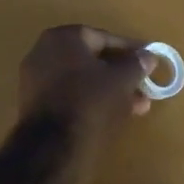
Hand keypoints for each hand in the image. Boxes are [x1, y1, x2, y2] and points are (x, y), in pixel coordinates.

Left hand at [16, 24, 155, 183]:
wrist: (52, 145)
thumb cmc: (90, 101)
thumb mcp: (122, 80)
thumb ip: (136, 64)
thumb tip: (148, 56)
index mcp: (63, 38)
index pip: (103, 37)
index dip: (129, 50)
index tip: (148, 61)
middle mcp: (44, 52)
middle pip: (92, 60)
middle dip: (121, 75)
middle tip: (144, 88)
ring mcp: (36, 79)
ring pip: (83, 80)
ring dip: (110, 91)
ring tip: (137, 107)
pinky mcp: (35, 104)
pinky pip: (70, 95)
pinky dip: (92, 101)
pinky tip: (114, 115)